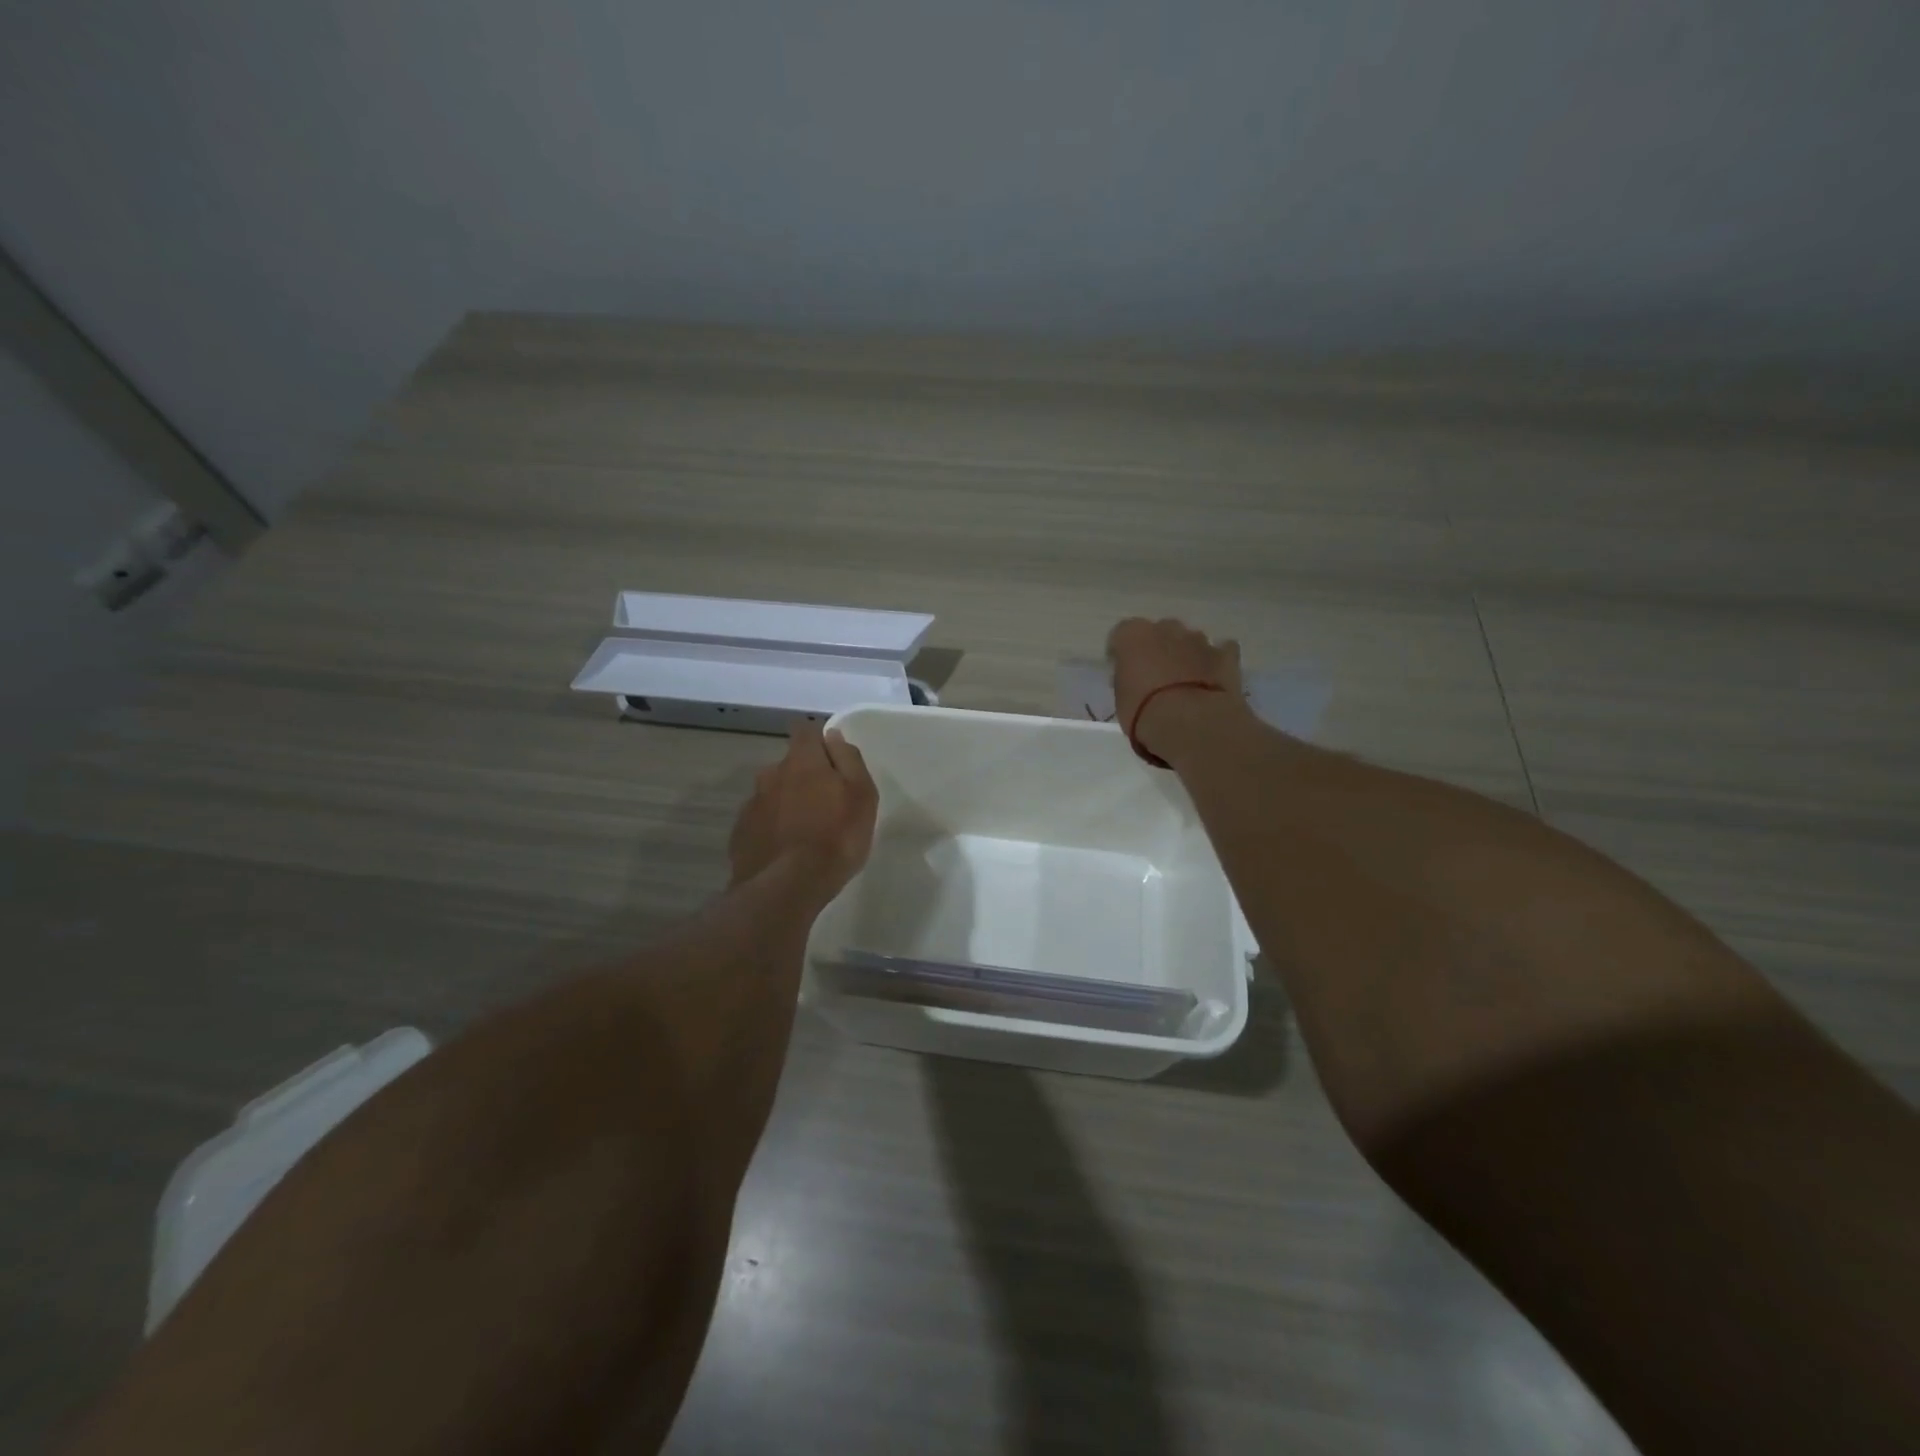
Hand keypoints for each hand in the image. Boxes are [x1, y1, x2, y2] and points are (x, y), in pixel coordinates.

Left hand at [728, 721, 877, 899]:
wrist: (786, 887)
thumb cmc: (836, 838)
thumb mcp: (861, 795)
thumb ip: (848, 760)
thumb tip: (833, 735)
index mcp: (802, 761)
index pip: (805, 731)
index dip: (818, 741)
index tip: (832, 759)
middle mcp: (770, 774)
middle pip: (788, 765)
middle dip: (803, 776)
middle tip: (824, 804)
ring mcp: (751, 804)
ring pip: (773, 794)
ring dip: (786, 803)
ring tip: (804, 832)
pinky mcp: (740, 834)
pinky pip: (761, 821)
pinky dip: (772, 828)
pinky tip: (785, 850)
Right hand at [1107, 617, 1250, 759]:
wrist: (1191, 723)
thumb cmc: (1144, 713)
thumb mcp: (1121, 699)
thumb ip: (1127, 680)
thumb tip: (1134, 680)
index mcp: (1134, 635)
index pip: (1121, 635)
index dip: (1121, 653)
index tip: (1123, 672)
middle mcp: (1166, 628)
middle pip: (1159, 631)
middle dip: (1157, 649)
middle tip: (1155, 676)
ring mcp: (1199, 640)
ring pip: (1189, 640)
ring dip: (1186, 654)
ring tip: (1185, 682)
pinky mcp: (1226, 655)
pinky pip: (1222, 651)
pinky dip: (1217, 661)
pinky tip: (1214, 678)